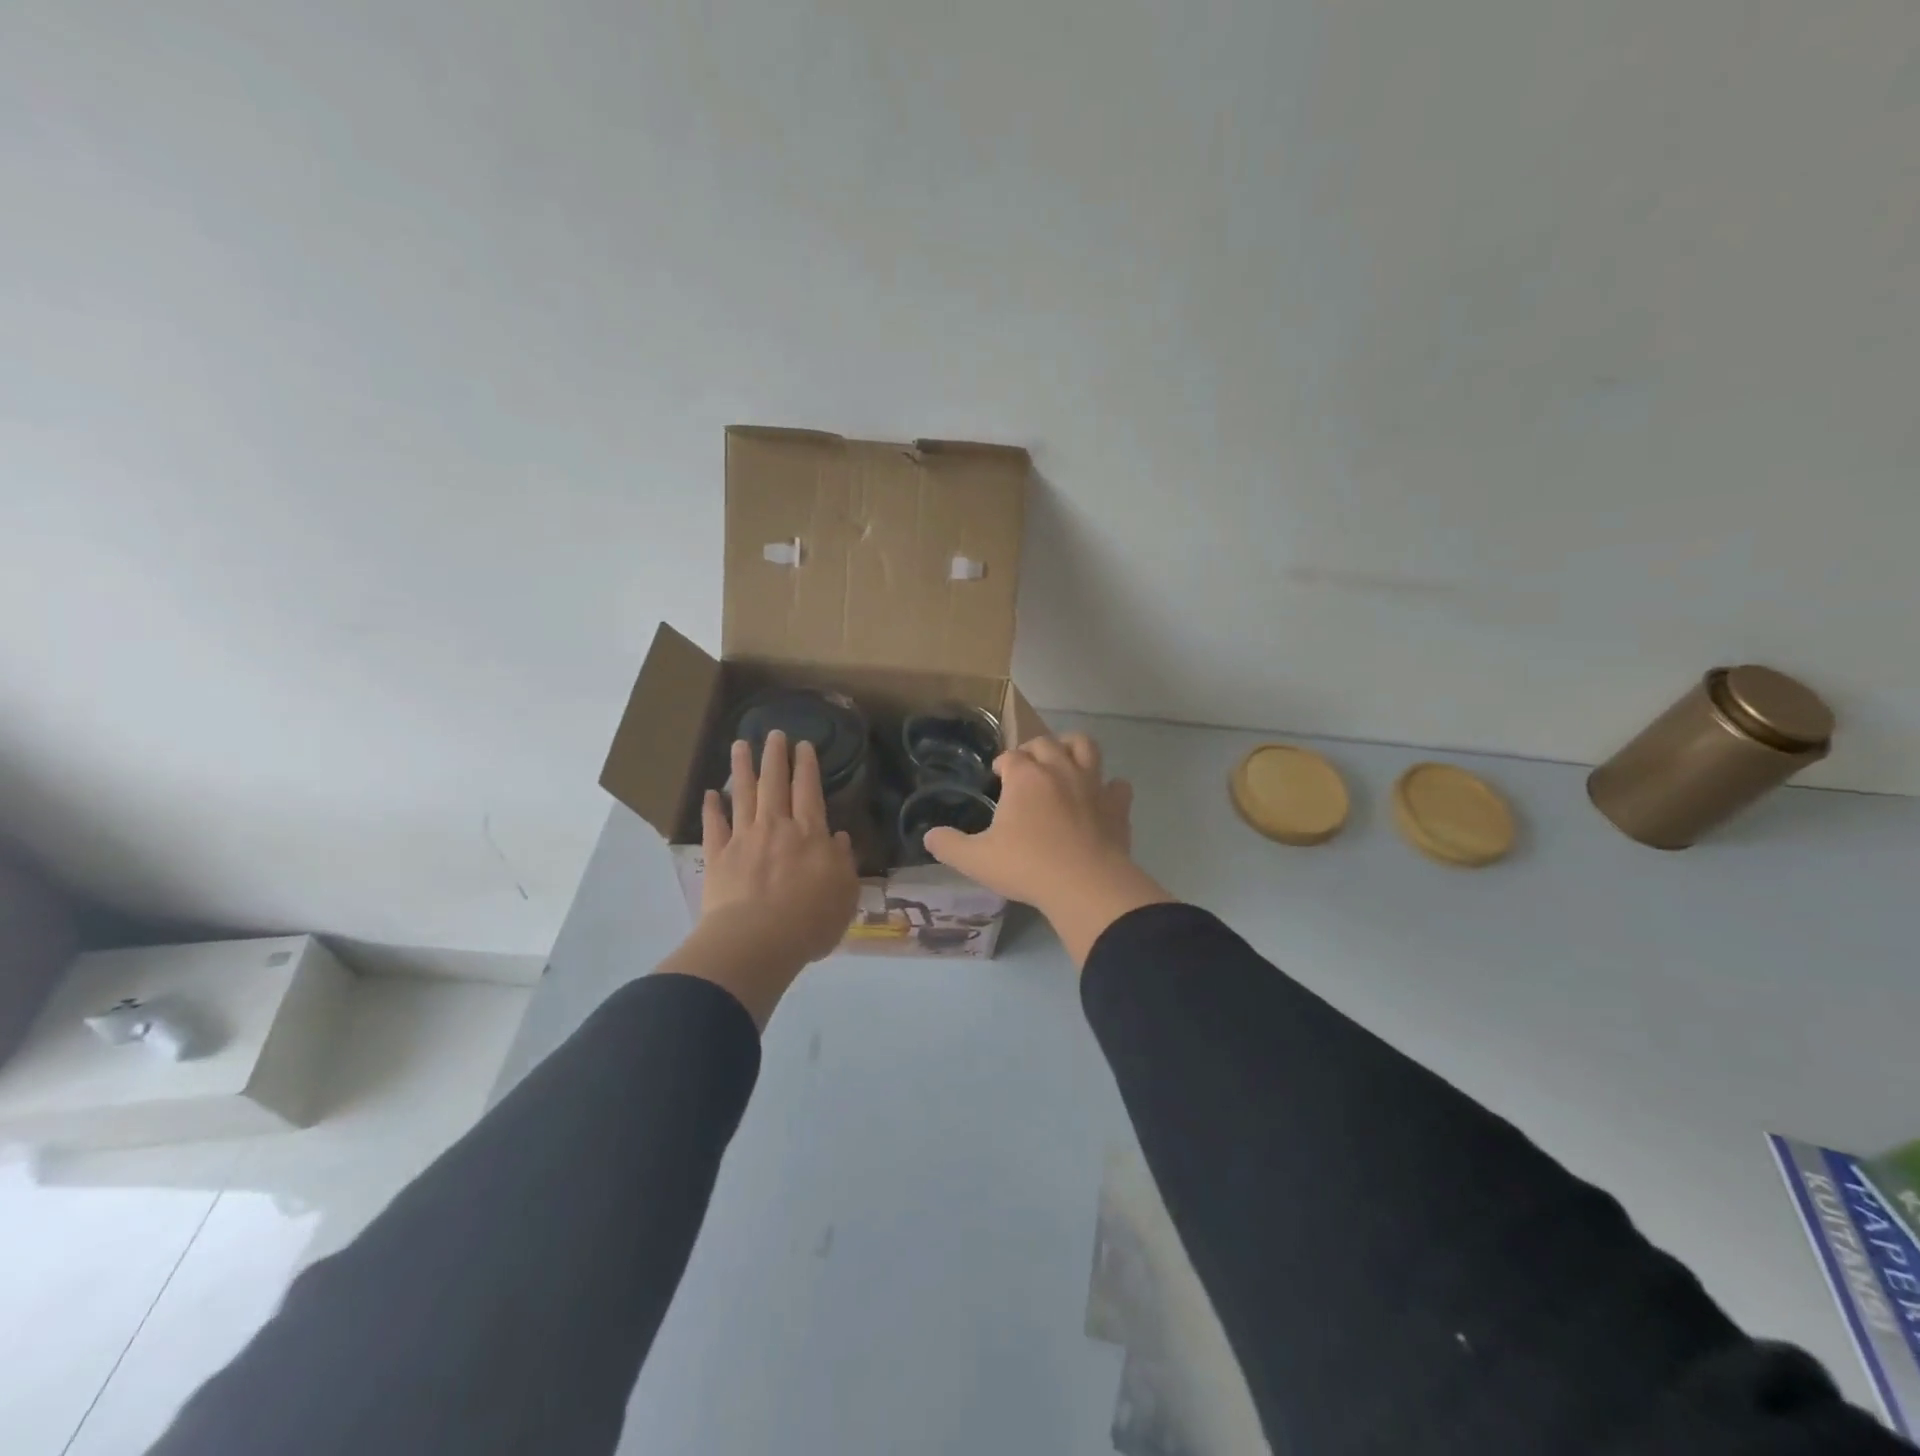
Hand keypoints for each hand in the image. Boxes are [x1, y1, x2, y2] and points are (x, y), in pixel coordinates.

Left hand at [657, 731, 858, 1026]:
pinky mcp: (718, 857)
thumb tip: (840, 838)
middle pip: (775, 784)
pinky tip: (711, 794)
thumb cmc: (810, 920)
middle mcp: (777, 827)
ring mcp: (744, 839)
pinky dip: (712, 808)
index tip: (802, 745)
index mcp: (810, 834)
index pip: (809, 791)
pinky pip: (715, 826)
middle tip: (773, 733)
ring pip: (744, 795)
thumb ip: (844, 862)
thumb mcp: (845, 893)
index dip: (806, 766)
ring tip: (740, 745)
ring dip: (742, 768)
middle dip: (775, 757)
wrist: (757, 941)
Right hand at [923, 733, 1170, 967]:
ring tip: (1064, 762)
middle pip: (1045, 743)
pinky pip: (1117, 785)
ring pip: (1085, 747)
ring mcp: (1092, 785)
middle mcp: (1059, 770)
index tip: (998, 777)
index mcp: (1025, 777)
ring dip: (1073, 748)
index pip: (1011, 756)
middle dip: (1033, 750)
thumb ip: (949, 846)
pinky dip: (1109, 788)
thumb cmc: (1027, 867)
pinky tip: (1101, 799)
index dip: (1003, 763)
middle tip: (1026, 769)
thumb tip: (928, 836)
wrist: (1085, 885)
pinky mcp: (1117, 805)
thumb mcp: (976, 860)